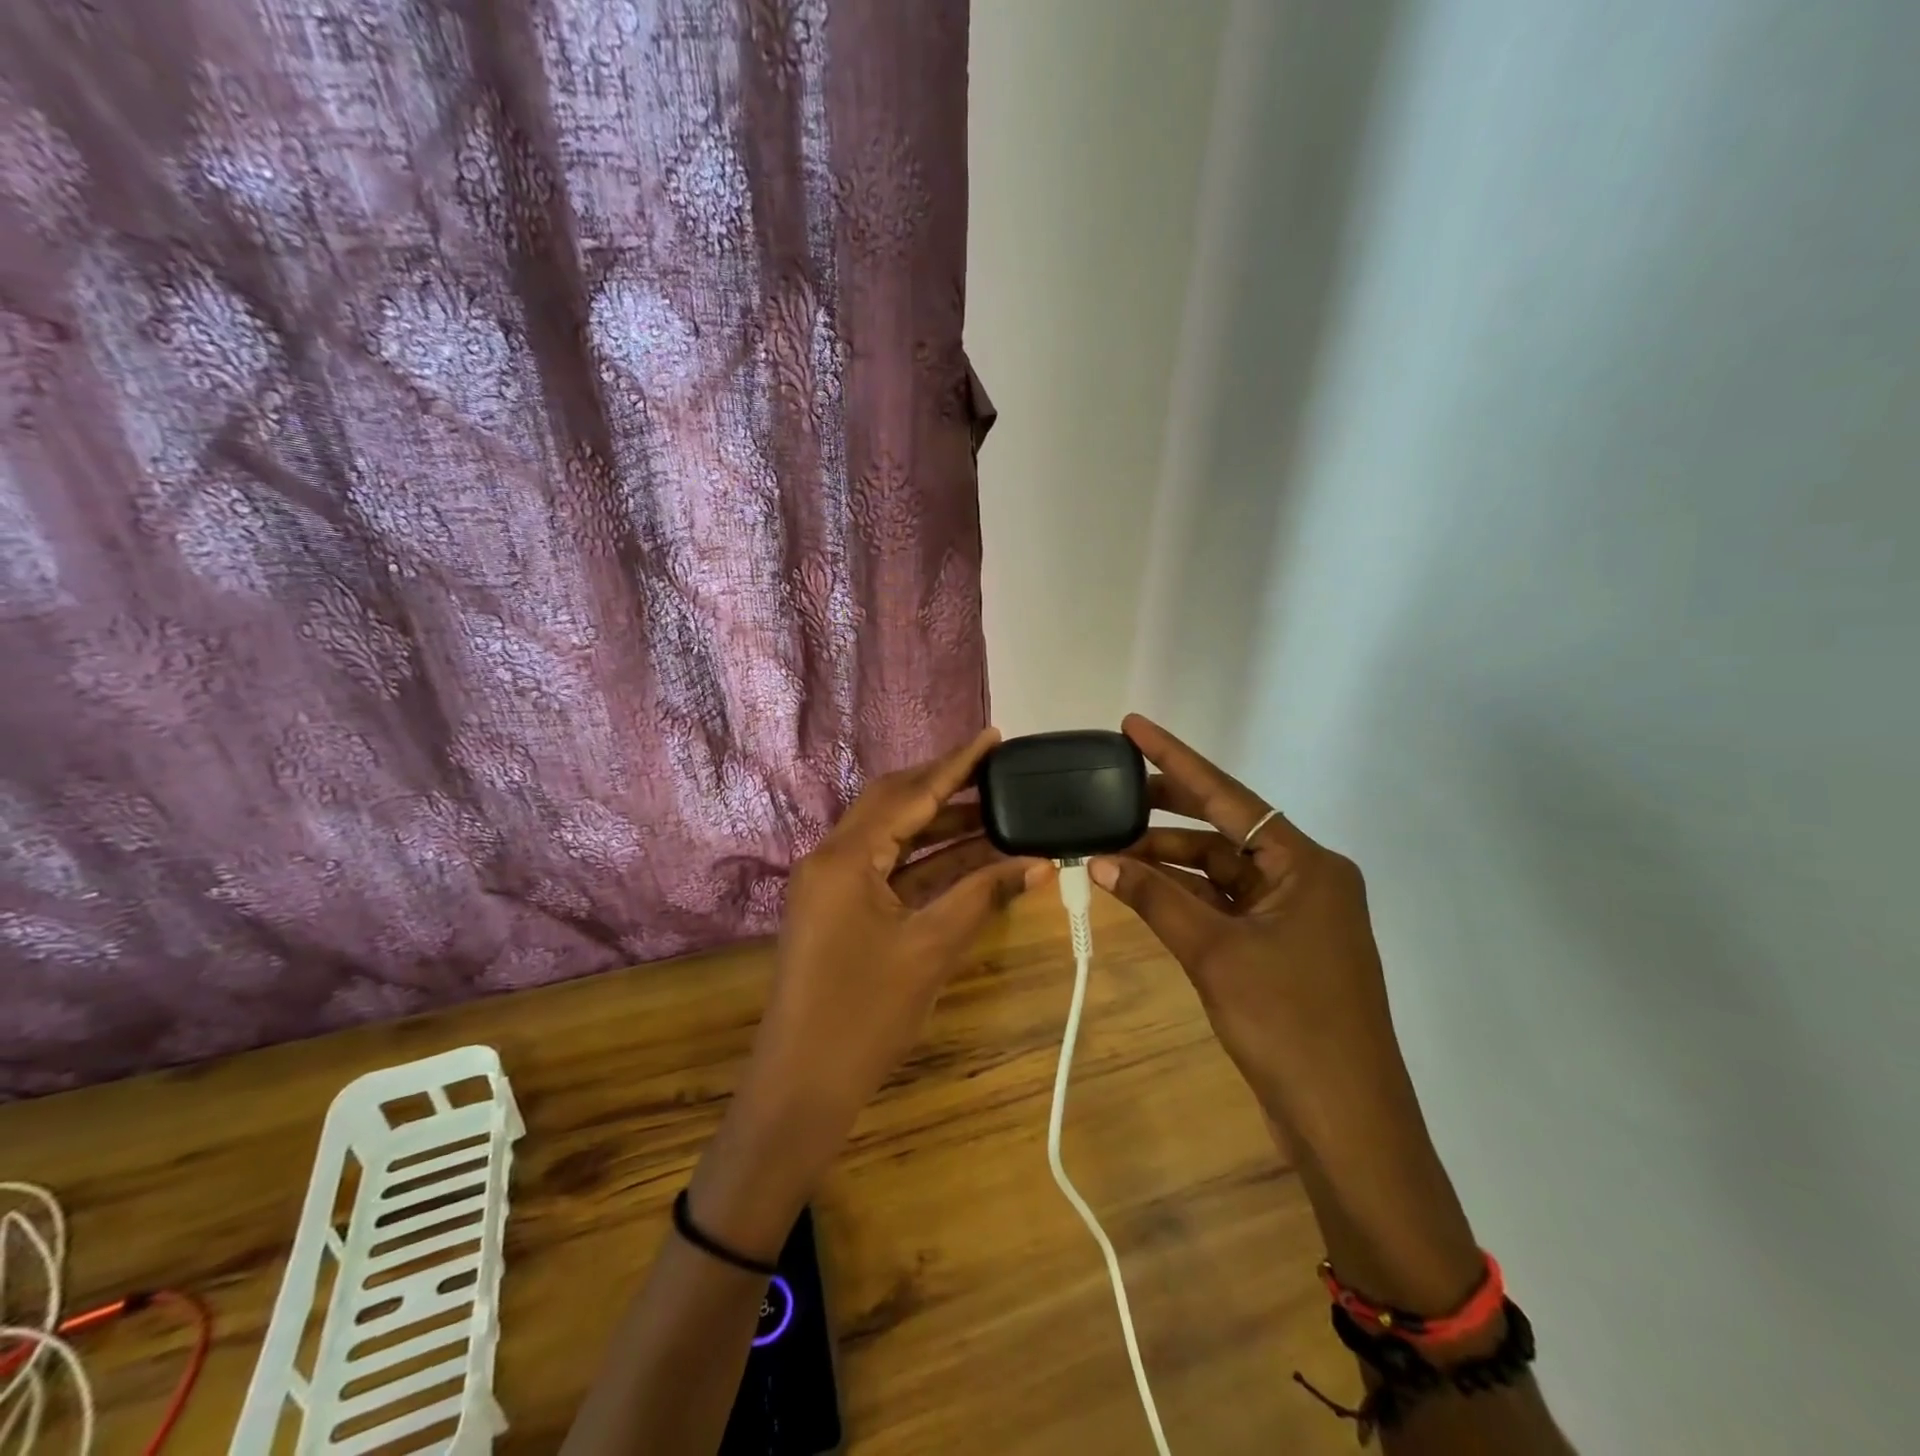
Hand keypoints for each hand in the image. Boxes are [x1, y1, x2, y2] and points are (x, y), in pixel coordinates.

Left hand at [692, 729, 1051, 1256]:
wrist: (801, 1087)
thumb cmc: (865, 1016)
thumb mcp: (931, 949)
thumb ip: (982, 896)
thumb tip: (1038, 863)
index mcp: (846, 856)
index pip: (910, 794)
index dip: (956, 764)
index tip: (992, 736)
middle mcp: (831, 857)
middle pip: (893, 803)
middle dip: (944, 785)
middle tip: (994, 768)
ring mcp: (829, 884)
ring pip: (890, 835)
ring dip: (937, 823)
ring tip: (991, 806)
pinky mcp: (836, 909)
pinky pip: (885, 868)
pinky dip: (924, 859)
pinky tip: (965, 854)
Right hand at [1088, 714, 1402, 1138]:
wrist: (1345, 1123)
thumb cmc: (1288, 1025)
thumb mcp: (1214, 954)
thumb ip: (1155, 900)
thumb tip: (1099, 862)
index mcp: (1306, 865)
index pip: (1229, 796)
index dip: (1175, 759)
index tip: (1132, 727)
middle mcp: (1306, 878)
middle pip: (1226, 827)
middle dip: (1168, 808)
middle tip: (1112, 788)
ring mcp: (1296, 915)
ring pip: (1222, 869)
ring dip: (1170, 860)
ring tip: (1112, 847)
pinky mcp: (1283, 948)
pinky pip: (1226, 903)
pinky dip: (1186, 896)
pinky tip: (1143, 889)